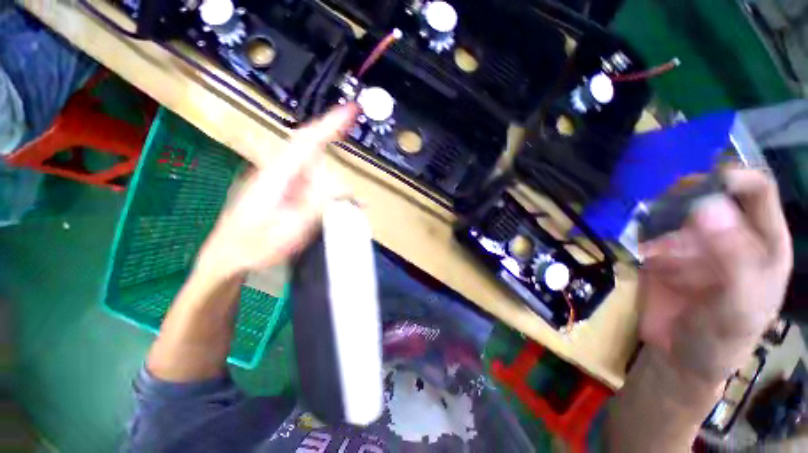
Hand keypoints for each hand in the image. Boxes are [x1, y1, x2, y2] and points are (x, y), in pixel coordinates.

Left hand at [196, 104, 358, 278]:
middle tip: (350, 186)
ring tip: (344, 207)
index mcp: (277, 174)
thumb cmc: (253, 245)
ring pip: (315, 172)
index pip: (307, 140)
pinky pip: (312, 185)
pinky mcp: (283, 191)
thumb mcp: (290, 229)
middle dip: (335, 161)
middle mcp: (279, 171)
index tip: (351, 110)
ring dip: (332, 187)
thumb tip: (343, 187)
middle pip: (313, 154)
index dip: (331, 123)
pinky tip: (335, 207)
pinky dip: (327, 193)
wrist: (227, 257)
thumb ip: (317, 205)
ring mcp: (281, 181)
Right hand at [638, 168, 792, 384]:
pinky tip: (641, 246)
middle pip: (712, 191)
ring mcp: (694, 240)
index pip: (756, 190)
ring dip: (660, 212)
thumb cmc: (720, 338)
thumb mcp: (736, 307)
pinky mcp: (663, 249)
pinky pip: (650, 226)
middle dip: (688, 195)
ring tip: (652, 234)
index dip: (732, 178)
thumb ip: (732, 259)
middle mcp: (730, 233)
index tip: (699, 188)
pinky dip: (642, 228)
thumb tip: (706, 207)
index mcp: (762, 242)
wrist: (679, 357)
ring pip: (677, 205)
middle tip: (665, 212)